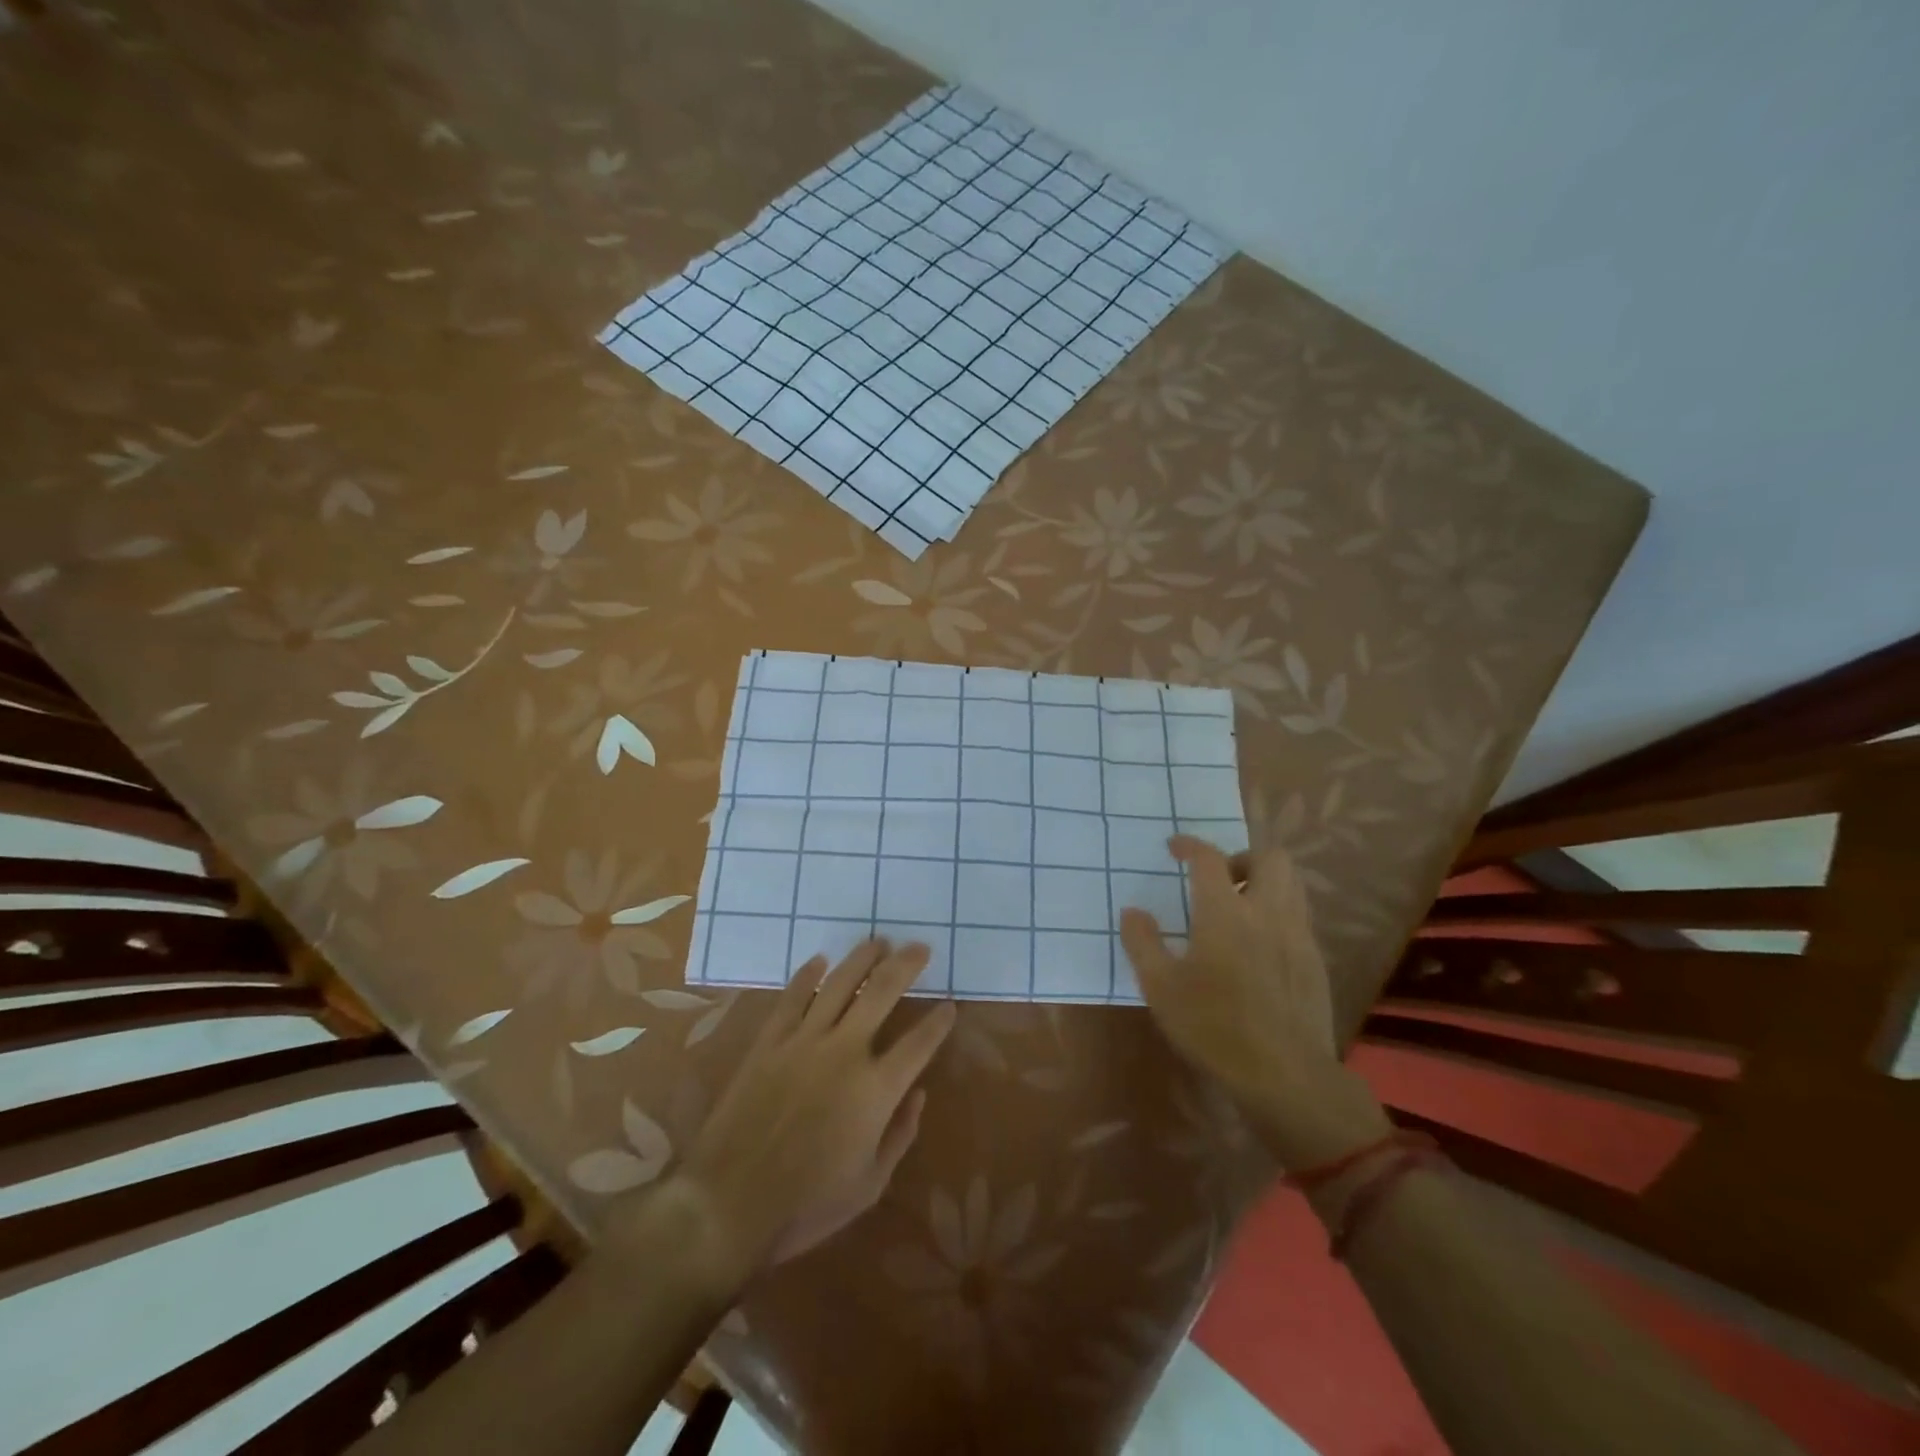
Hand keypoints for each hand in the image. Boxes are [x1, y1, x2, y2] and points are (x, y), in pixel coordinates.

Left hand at [670, 939, 956, 1276]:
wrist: (728, 1204)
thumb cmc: (807, 1204)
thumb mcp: (870, 1185)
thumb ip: (900, 1135)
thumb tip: (918, 1094)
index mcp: (876, 1090)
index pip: (919, 1043)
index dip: (939, 1022)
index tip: (949, 1005)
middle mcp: (845, 1052)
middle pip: (883, 992)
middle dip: (906, 965)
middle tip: (920, 947)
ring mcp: (804, 1041)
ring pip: (839, 983)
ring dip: (862, 958)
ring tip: (878, 942)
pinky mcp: (769, 1042)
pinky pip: (792, 997)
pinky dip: (807, 975)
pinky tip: (820, 960)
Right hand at [1120, 836, 1388, 1169]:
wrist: (1285, 1075)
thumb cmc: (1214, 1027)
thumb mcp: (1161, 988)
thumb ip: (1142, 943)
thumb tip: (1132, 912)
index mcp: (1225, 913)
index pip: (1210, 858)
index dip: (1191, 845)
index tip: (1175, 847)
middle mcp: (1267, 912)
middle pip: (1270, 857)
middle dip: (1242, 857)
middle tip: (1219, 880)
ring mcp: (1298, 936)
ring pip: (1292, 884)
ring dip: (1265, 882)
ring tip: (1240, 909)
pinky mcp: (1315, 961)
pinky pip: (1300, 917)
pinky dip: (1279, 913)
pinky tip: (1260, 946)